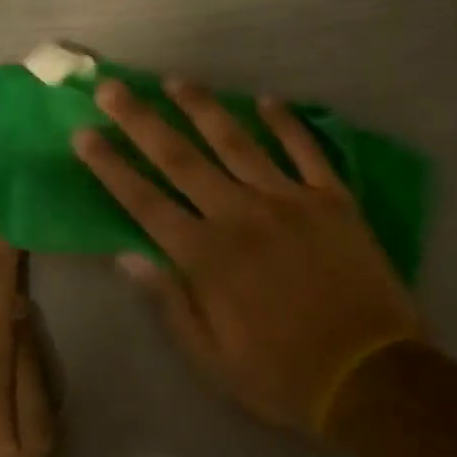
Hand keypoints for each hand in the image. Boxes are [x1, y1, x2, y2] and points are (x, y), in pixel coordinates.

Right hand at [73, 78, 425, 435]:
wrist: (371, 376)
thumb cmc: (283, 373)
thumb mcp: (212, 357)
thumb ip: (170, 301)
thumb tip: (128, 256)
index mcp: (207, 256)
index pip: (145, 201)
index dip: (111, 166)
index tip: (85, 134)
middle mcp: (241, 214)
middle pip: (181, 158)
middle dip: (141, 120)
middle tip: (112, 88)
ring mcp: (289, 200)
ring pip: (237, 141)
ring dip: (202, 108)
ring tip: (176, 80)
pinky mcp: (332, 198)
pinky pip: (305, 149)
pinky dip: (286, 122)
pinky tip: (267, 99)